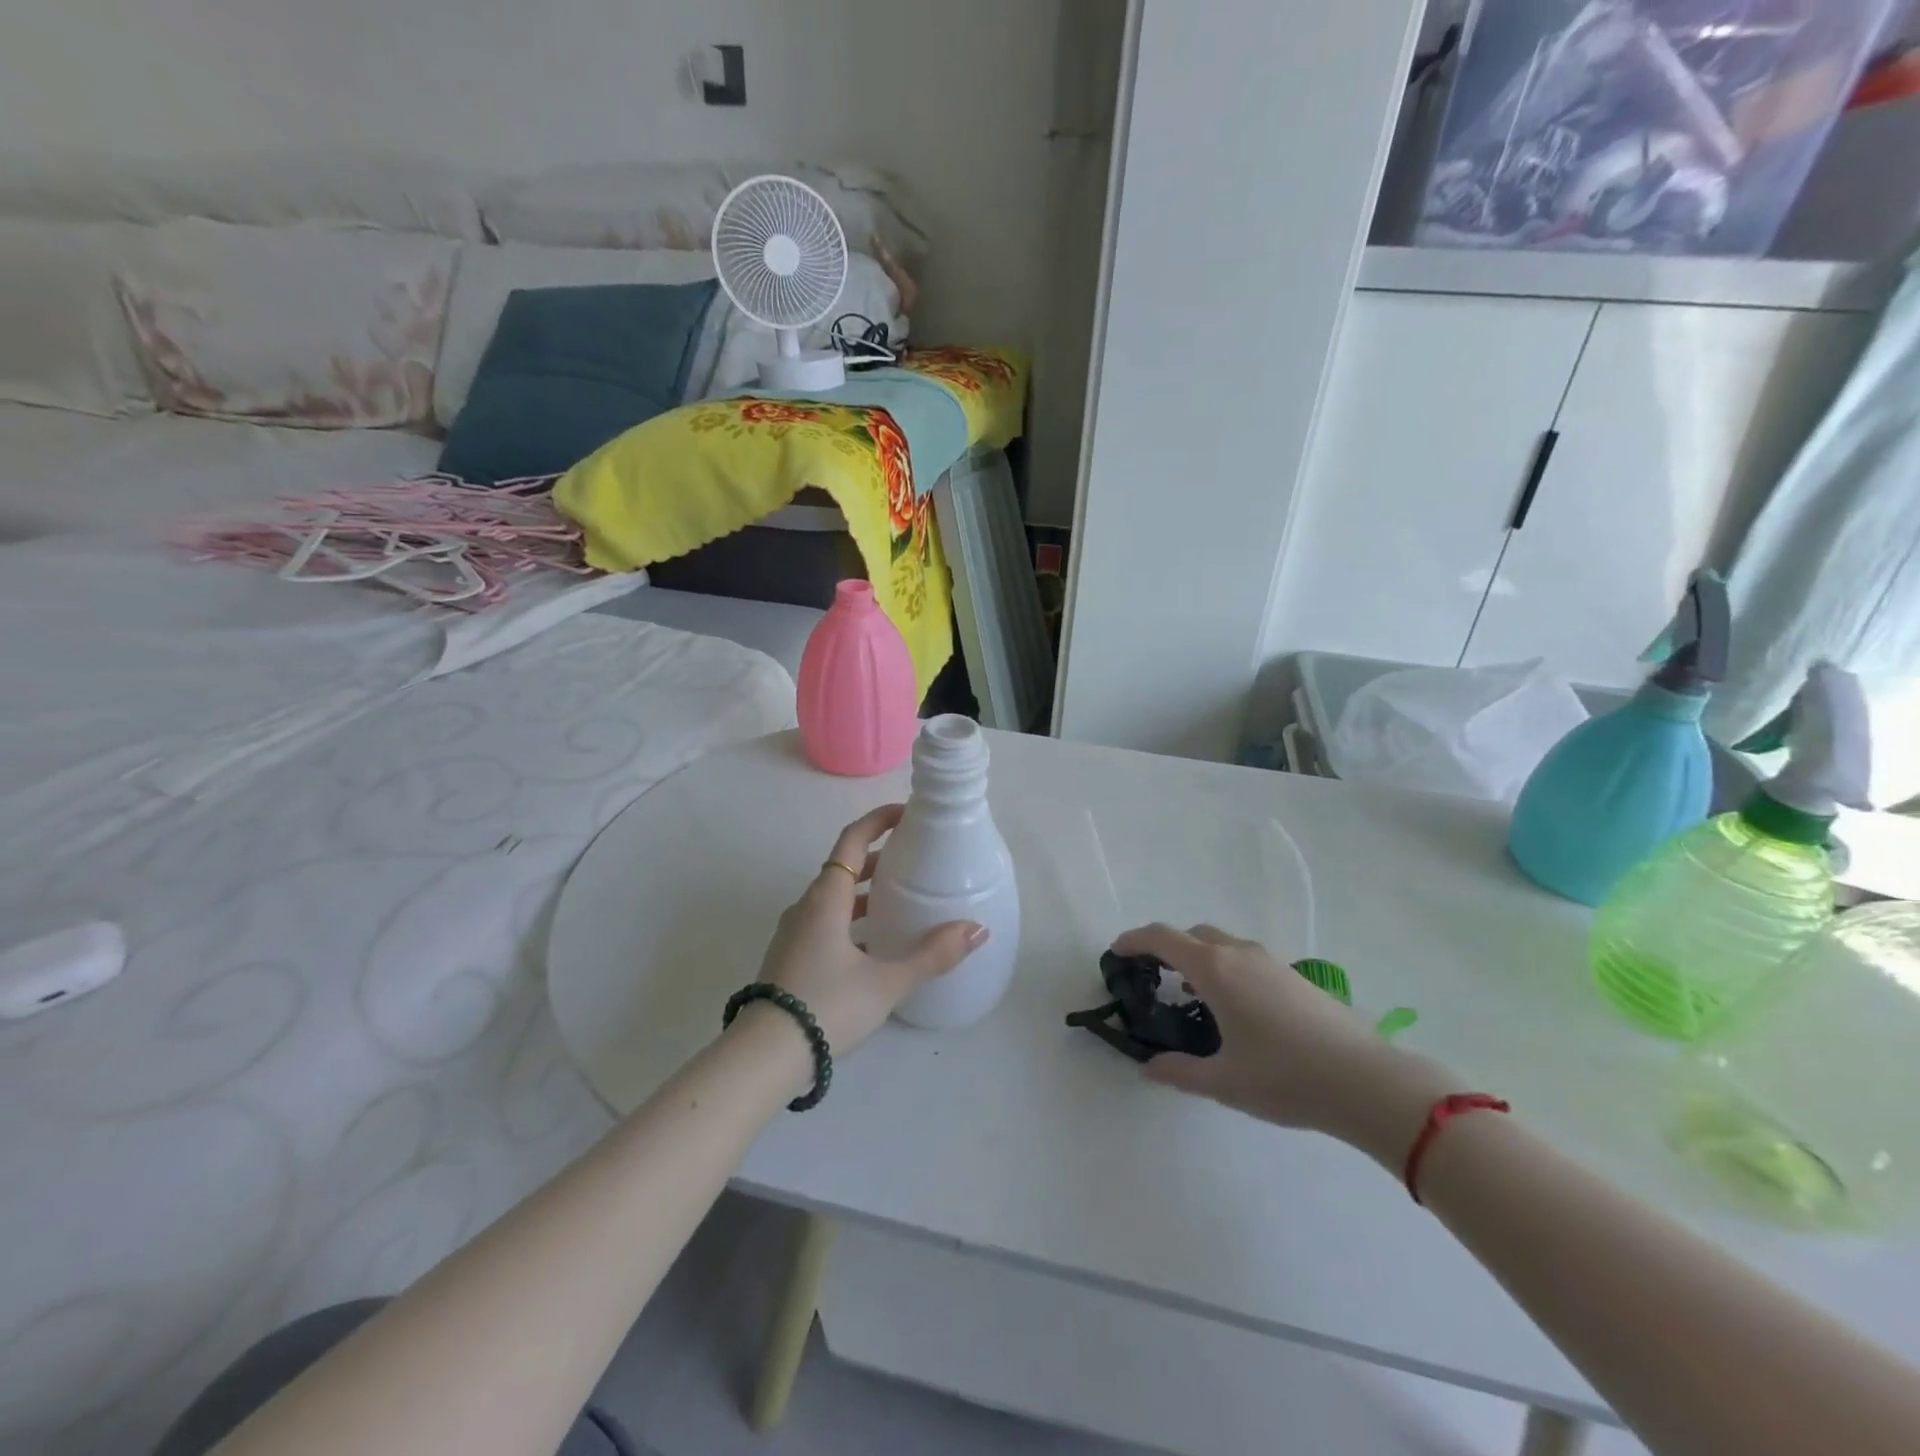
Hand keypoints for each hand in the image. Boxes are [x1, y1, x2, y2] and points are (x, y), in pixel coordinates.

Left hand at [753, 805, 988, 1057]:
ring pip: (834, 897)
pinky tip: (874, 943)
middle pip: (844, 867)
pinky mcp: (790, 957)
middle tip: (914, 857)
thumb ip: (932, 955)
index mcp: (826, 899)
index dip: (878, 820)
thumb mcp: (886, 982)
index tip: (907, 813)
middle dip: (879, 857)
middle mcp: (806, 907)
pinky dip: (852, 917)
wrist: (763, 1057)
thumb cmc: (827, 1006)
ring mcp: (794, 933)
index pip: (852, 841)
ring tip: (901, 898)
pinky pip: (825, 921)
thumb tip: (977, 929)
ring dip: (865, 890)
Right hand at [1115, 924, 1463, 1165]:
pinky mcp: (1295, 976)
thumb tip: (1149, 1068)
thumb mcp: (1224, 1082)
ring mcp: (1272, 962)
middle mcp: (1240, 954)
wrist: (1367, 1082)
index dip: (1134, 941)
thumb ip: (1179, 1072)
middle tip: (1152, 976)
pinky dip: (1225, 967)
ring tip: (1191, 994)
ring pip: (1222, 943)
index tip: (1116, 953)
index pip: (1162, 938)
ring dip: (1199, 956)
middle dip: (1166, 947)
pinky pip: (1245, 957)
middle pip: (1192, 934)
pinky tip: (1234, 1006)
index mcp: (1215, 970)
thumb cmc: (1286, 1078)